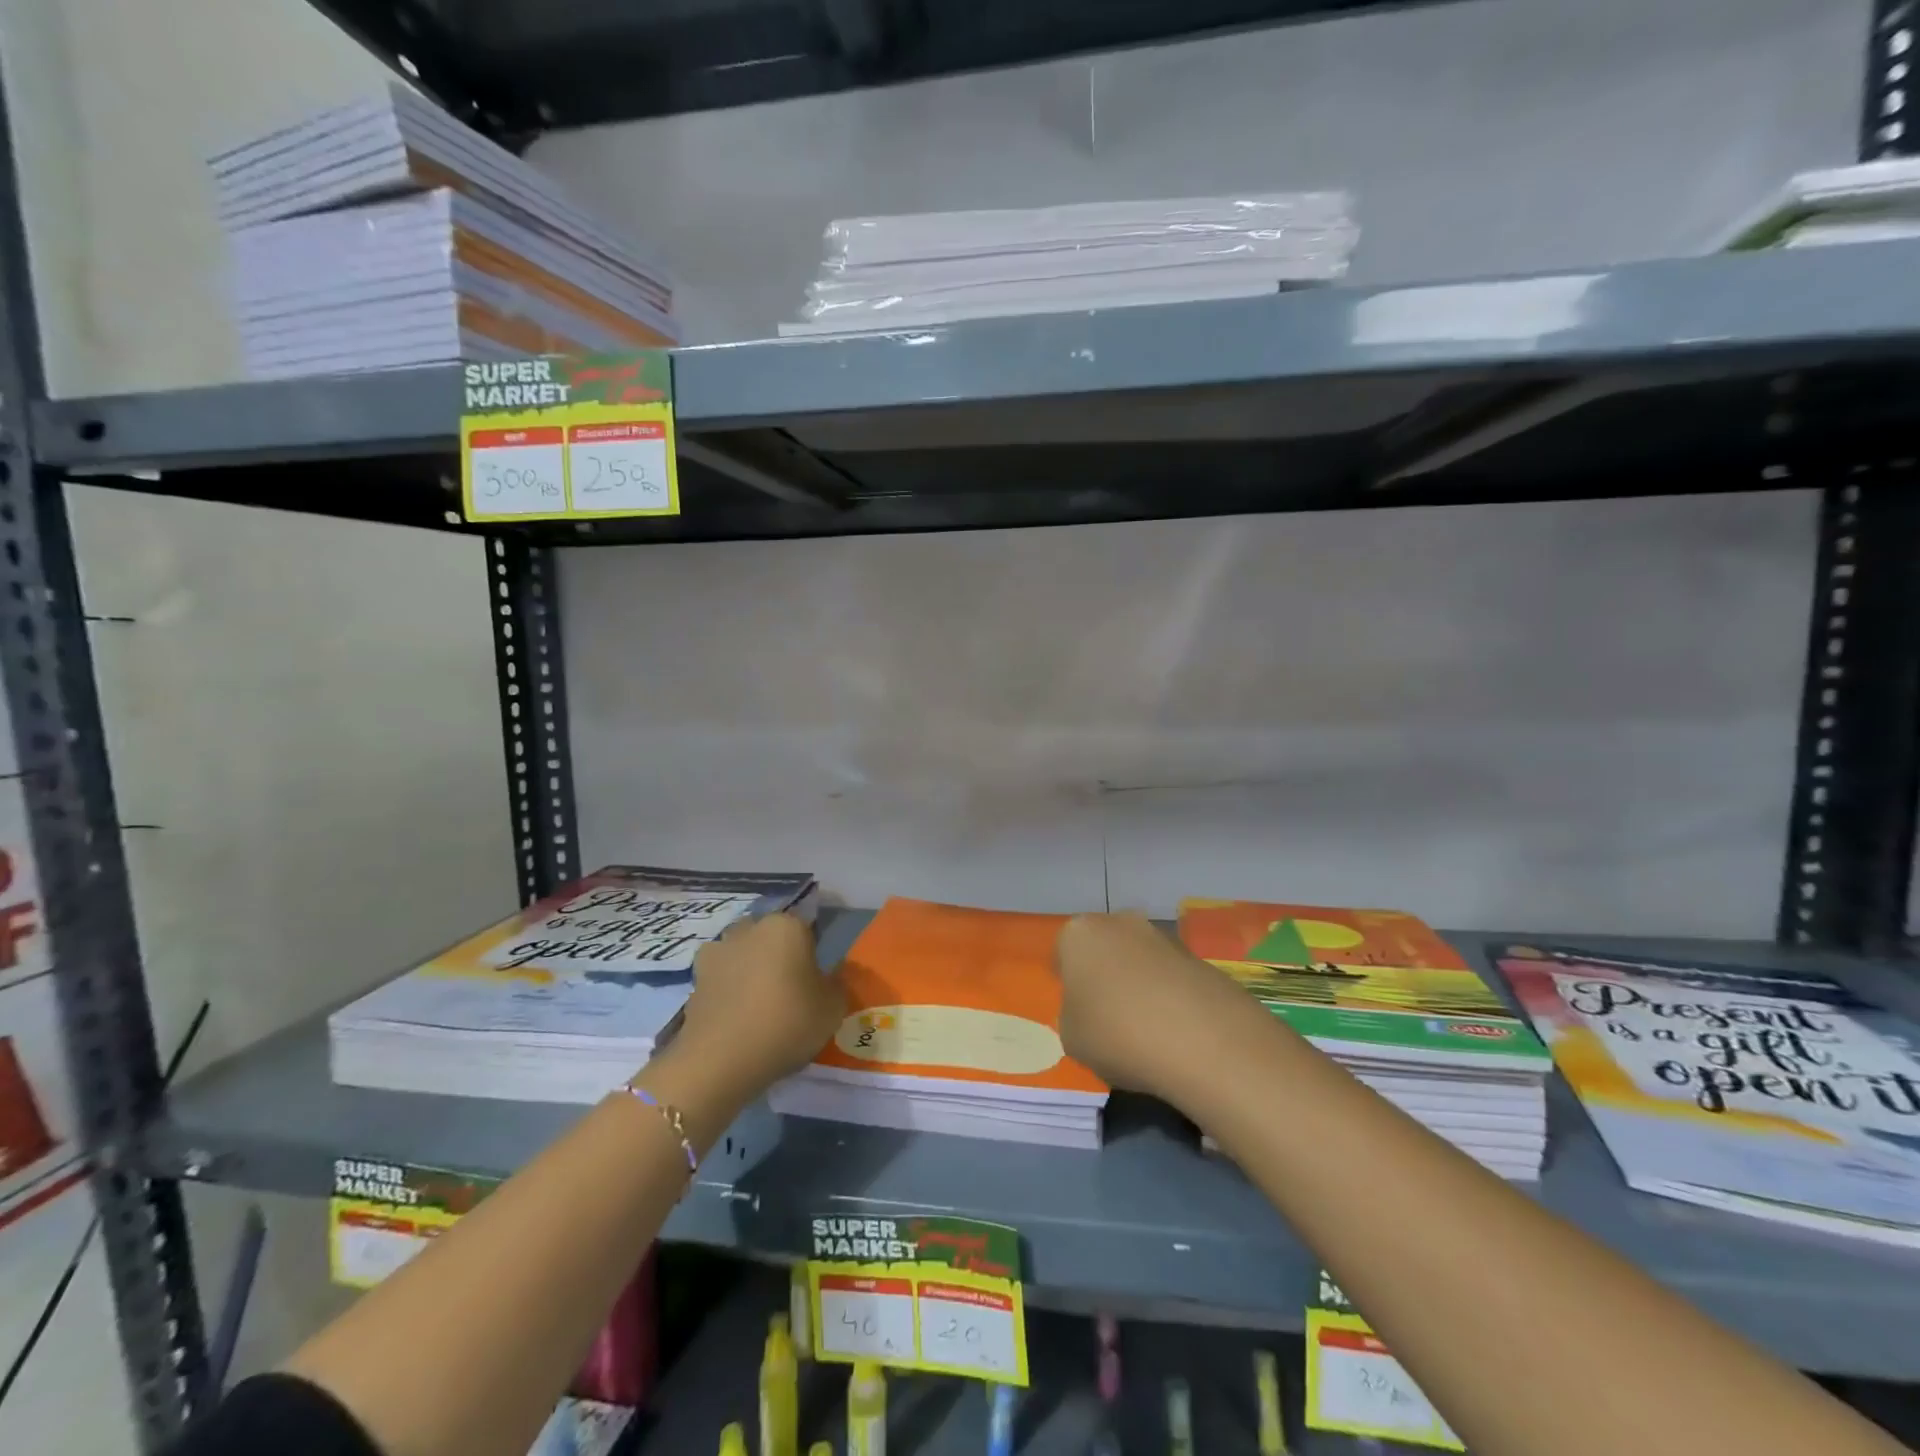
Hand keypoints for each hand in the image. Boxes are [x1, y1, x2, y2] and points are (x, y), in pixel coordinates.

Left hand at [668, 913, 845, 1096]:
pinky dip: (728, 993)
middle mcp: (749, 929)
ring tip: (758, 1007)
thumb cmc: (787, 1023)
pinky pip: (721, 980)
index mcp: (786, 926)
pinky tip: (736, 1019)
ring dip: (749, 971)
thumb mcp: (833, 1007)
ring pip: (742, 955)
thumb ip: (836, 984)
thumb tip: (828, 976)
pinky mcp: (694, 980)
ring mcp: (717, 952)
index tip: (814, 981)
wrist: (720, 1060)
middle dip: (777, 956)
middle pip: (769, 937)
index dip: (811, 954)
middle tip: (788, 992)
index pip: (805, 929)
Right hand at [1054, 912, 1272, 1104]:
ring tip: (1148, 1033)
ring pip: (1140, 962)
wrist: (1204, 1041)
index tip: (1078, 1013)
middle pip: (1105, 950)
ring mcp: (1164, 937)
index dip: (1068, 984)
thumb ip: (1074, 1016)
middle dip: (1106, 977)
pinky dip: (1171, 999)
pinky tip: (1177, 1034)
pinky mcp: (1200, 958)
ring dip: (1140, 987)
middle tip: (1110, 1020)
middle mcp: (1120, 923)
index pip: (1063, 953)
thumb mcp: (1072, 1038)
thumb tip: (1092, 1012)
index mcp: (1080, 934)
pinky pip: (1172, 979)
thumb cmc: (1118, 1034)